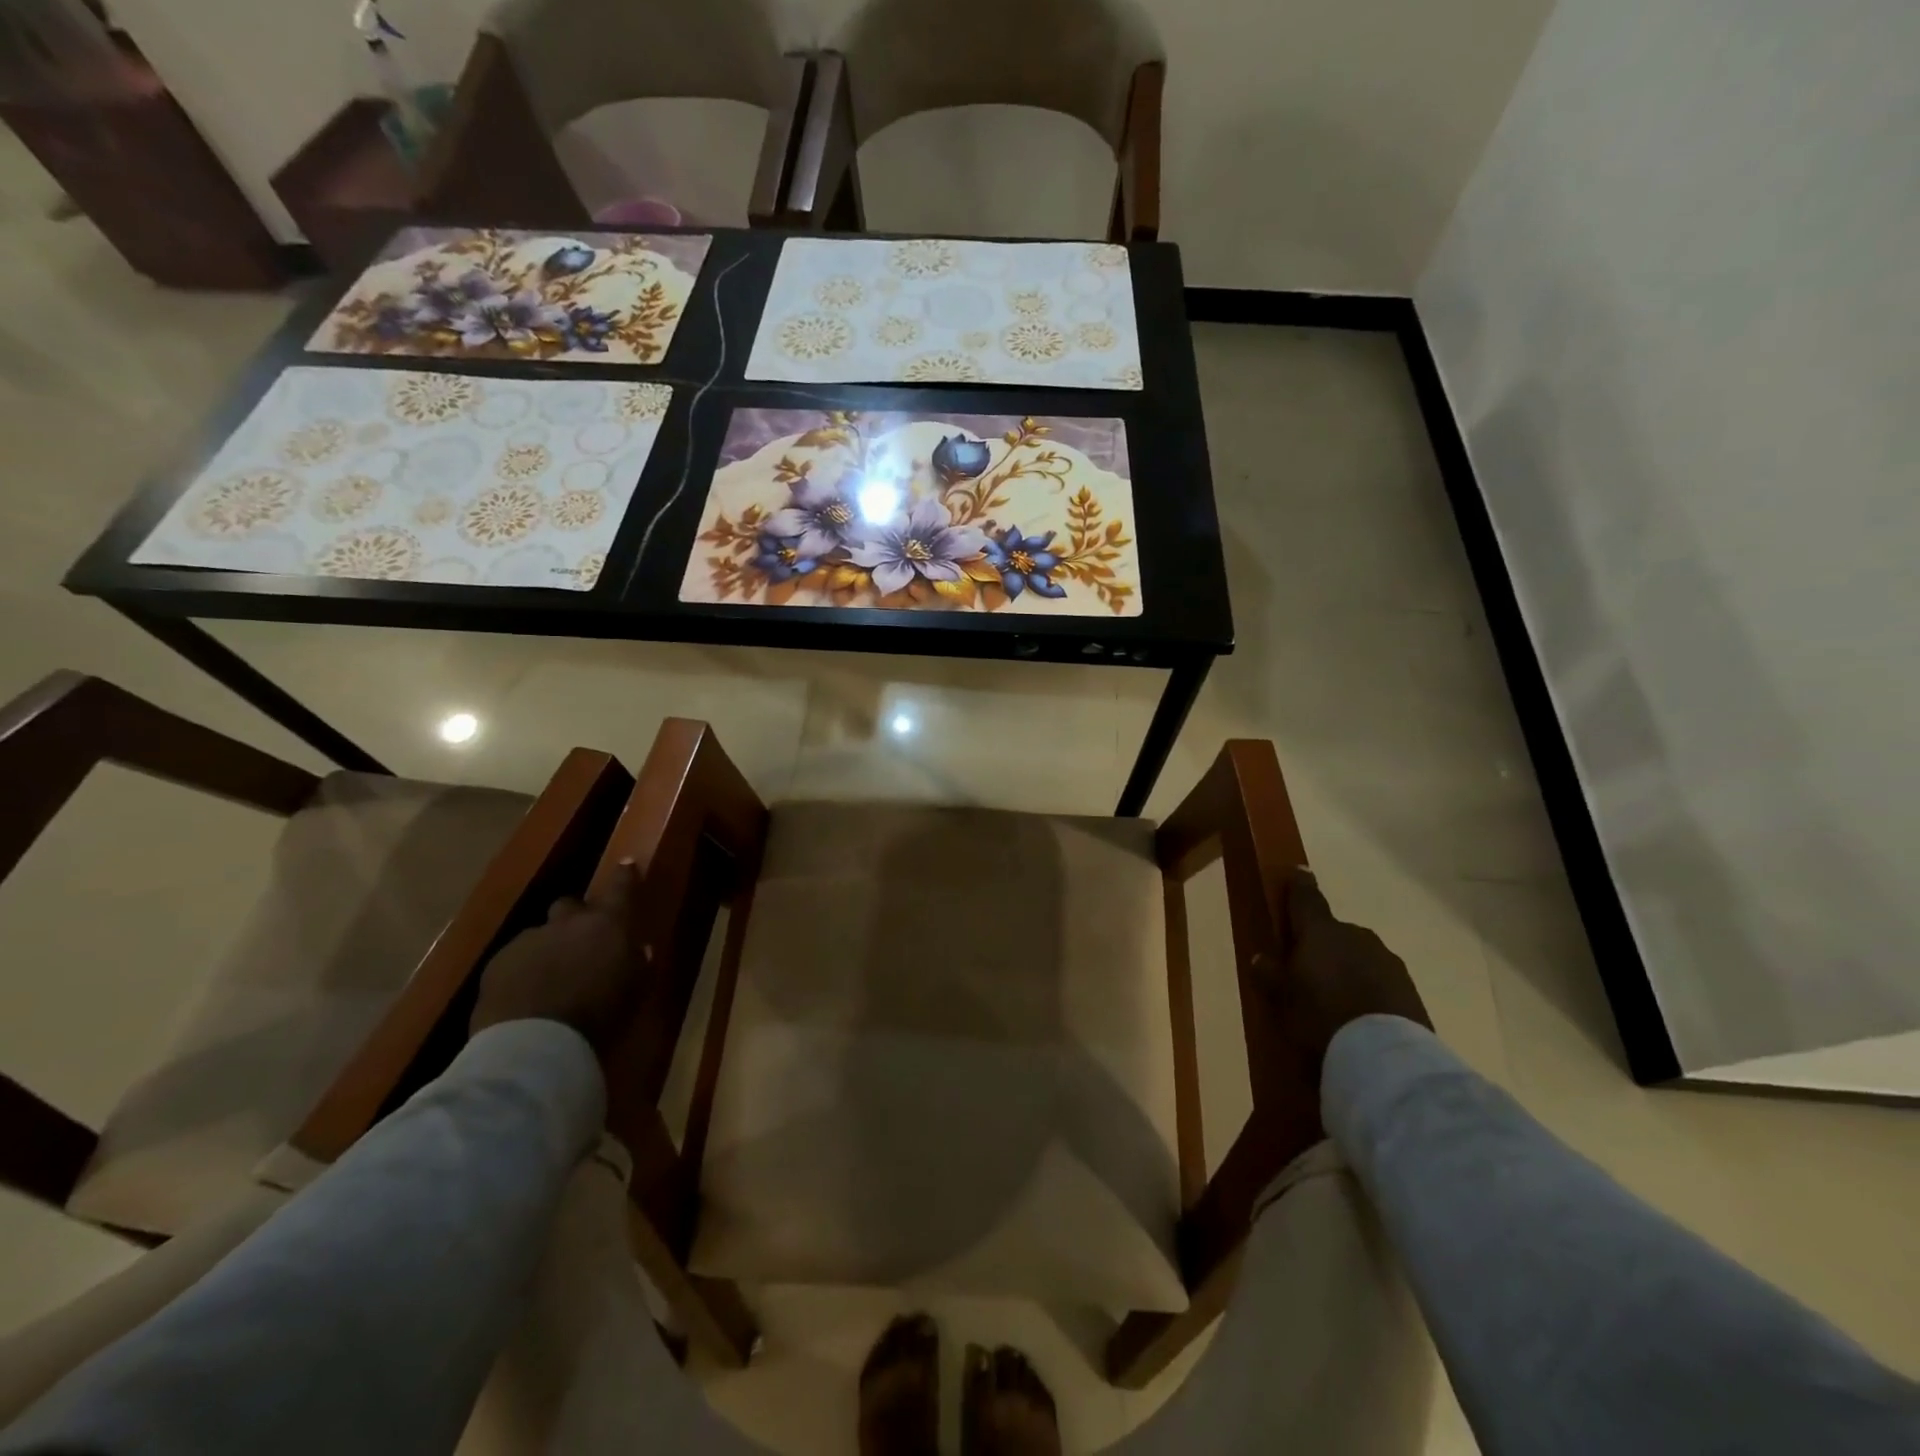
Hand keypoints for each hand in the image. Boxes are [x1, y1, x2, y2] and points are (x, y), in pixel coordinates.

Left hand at [470, 860, 650, 1055]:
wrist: (534, 1045)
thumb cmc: (600, 1016)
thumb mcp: (635, 990)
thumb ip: (638, 964)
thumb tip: (639, 949)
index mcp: (608, 924)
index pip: (621, 887)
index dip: (625, 875)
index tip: (627, 864)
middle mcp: (567, 922)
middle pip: (570, 905)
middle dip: (576, 918)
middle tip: (582, 942)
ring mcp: (528, 941)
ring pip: (541, 934)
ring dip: (548, 948)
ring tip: (551, 978)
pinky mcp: (496, 965)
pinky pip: (515, 959)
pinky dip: (523, 970)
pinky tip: (526, 996)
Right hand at [1256, 870, 1431, 1081]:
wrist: (1385, 1059)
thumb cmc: (1321, 1019)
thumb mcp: (1282, 1000)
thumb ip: (1270, 975)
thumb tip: (1260, 958)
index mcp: (1320, 932)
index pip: (1306, 899)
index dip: (1300, 885)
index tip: (1298, 871)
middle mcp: (1356, 937)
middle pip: (1334, 933)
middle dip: (1323, 945)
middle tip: (1309, 969)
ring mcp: (1387, 961)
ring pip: (1360, 956)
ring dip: (1348, 968)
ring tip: (1336, 998)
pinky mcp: (1409, 989)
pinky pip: (1379, 980)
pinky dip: (1368, 989)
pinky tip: (1360, 1014)